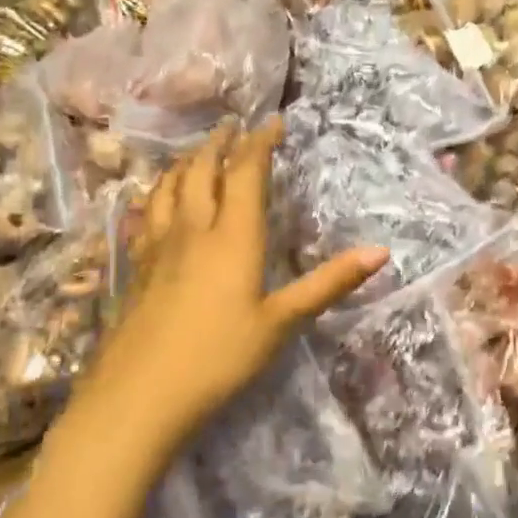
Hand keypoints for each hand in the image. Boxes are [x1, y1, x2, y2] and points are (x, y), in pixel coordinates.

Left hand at [63, 119, 386, 469]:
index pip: (245, 173)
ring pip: (168, 188)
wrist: (139, 396)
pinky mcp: (136, 269)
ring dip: (185, 163)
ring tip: (197, 153)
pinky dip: (157, 195)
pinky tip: (155, 202)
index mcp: (233, 237)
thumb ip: (329, 284)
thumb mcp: (282, 322)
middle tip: (232, 126)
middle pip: (201, 171)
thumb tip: (382, 252)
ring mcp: (158, 248)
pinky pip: (146, 215)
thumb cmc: (219, 358)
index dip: (260, 143)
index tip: (272, 121)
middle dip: (219, 144)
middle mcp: (193, 230)